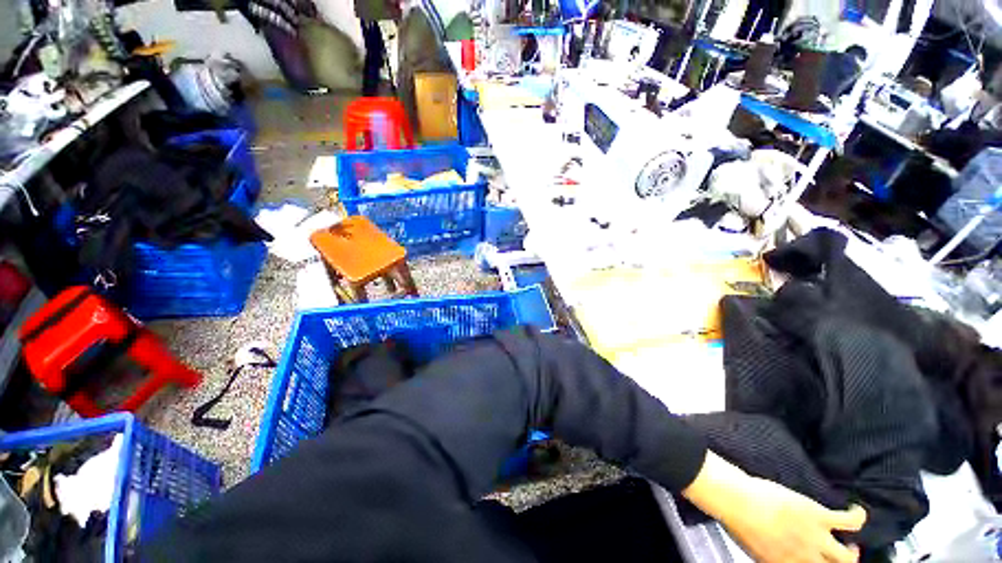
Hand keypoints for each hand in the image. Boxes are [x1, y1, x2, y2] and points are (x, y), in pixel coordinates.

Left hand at [682, 452, 865, 562]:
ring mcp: (814, 539)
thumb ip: (772, 557)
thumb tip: (776, 553)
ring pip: (847, 556)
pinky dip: (858, 516)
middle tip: (842, 556)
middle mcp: (804, 559)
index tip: (820, 562)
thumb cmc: (737, 520)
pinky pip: (850, 521)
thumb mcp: (755, 550)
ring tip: (851, 543)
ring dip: (852, 552)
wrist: (735, 502)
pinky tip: (856, 511)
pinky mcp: (819, 516)